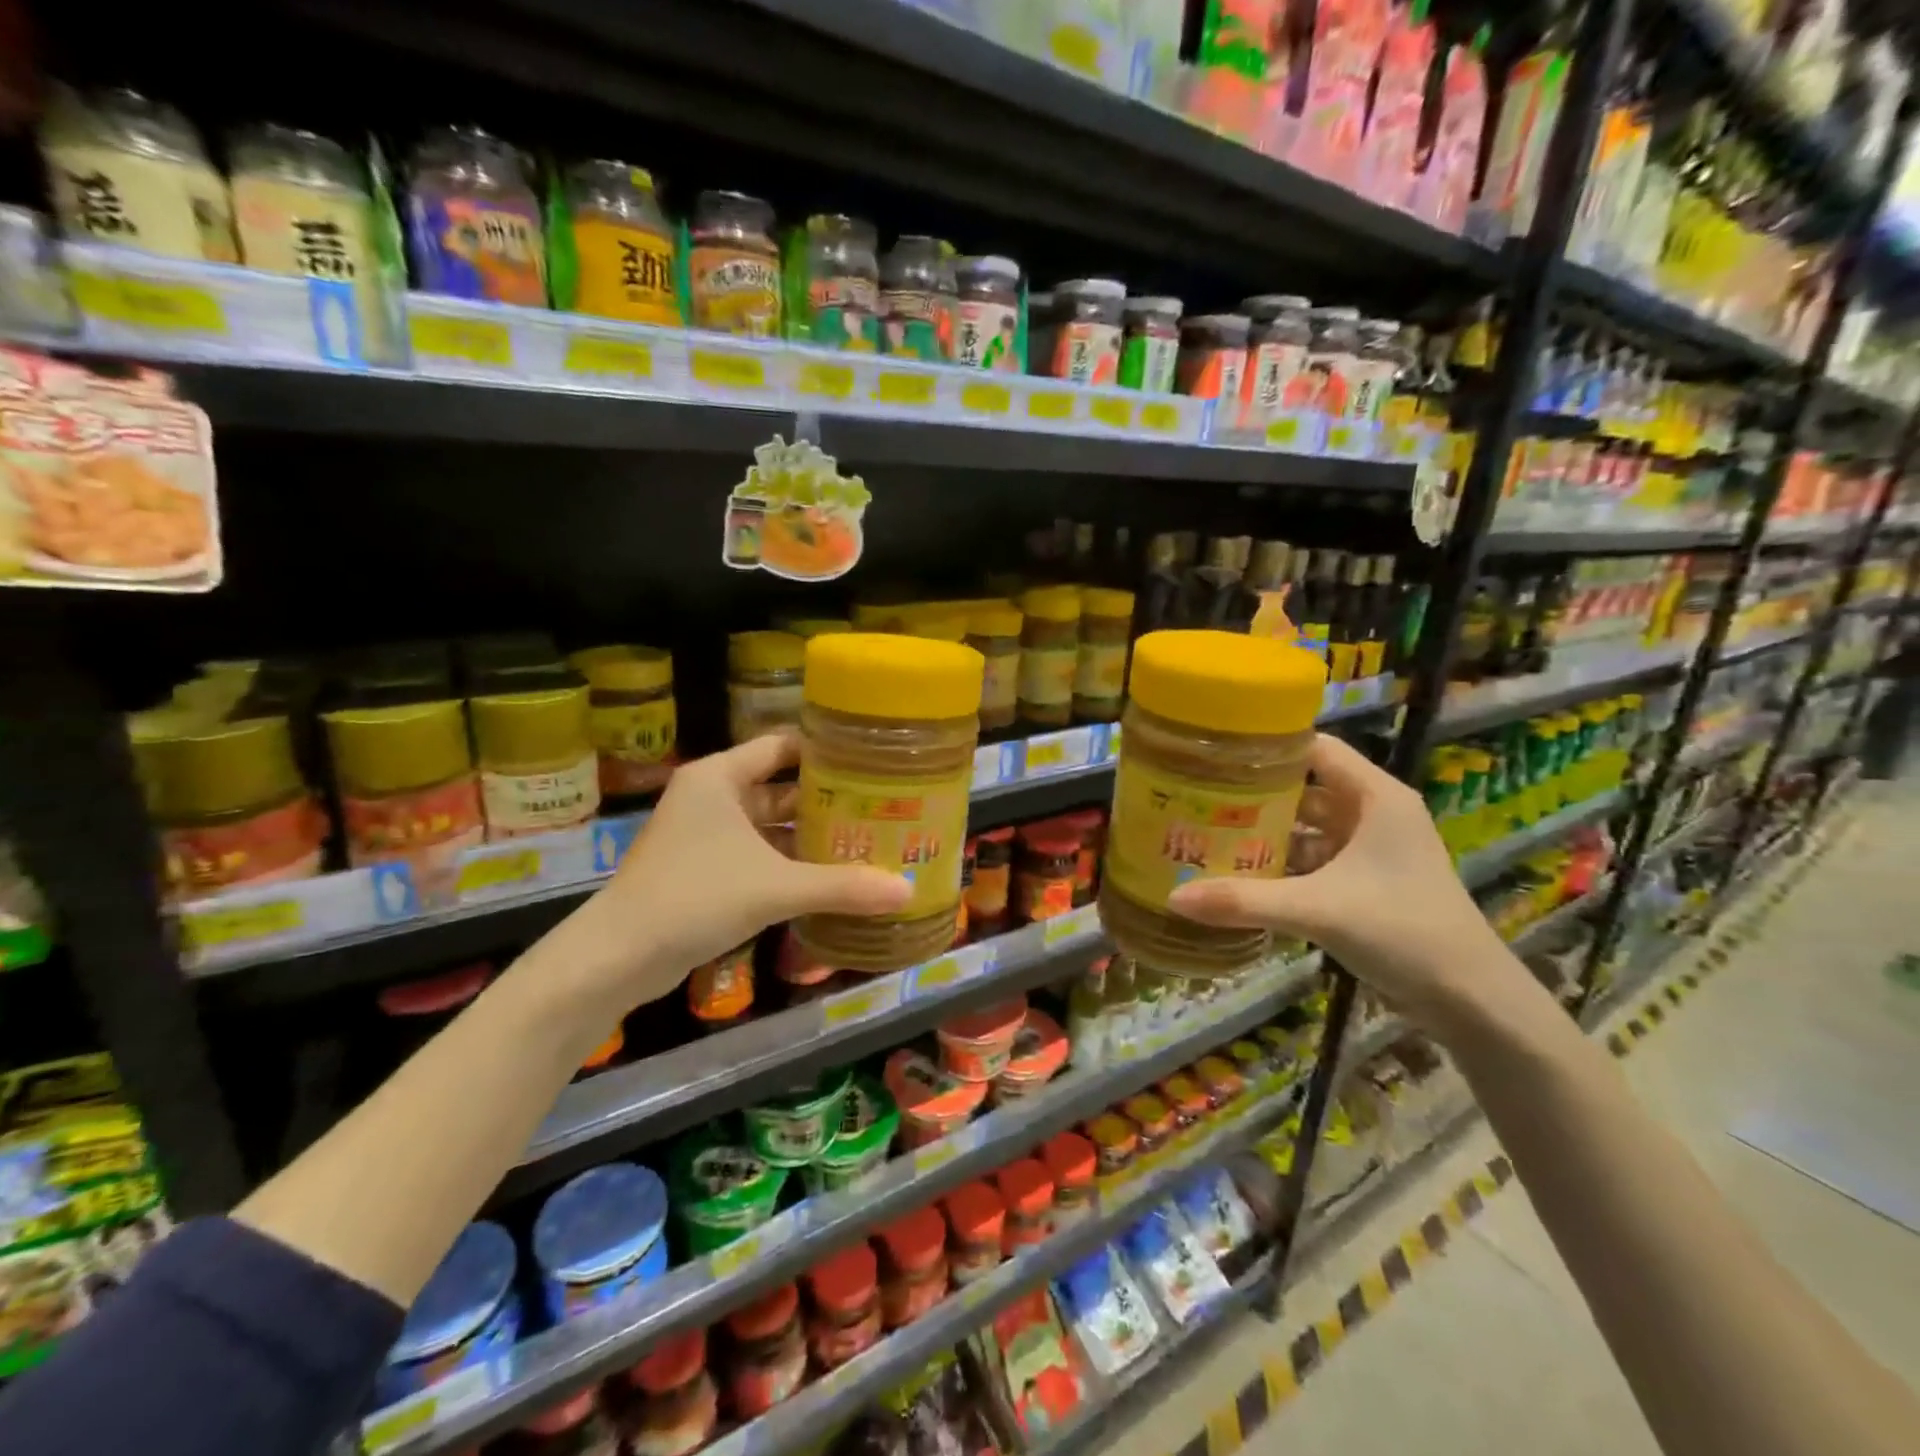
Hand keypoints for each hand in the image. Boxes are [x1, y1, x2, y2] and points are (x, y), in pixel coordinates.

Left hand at [546, 733, 910, 1015]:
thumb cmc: (695, 898)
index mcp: (719, 777)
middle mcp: (711, 796)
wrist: (617, 958)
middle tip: (880, 806)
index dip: (826, 752)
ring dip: (809, 836)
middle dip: (827, 800)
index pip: (783, 746)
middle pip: (781, 786)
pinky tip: (829, 877)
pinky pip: (757, 854)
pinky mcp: (703, 868)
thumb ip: (842, 886)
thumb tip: (907, 891)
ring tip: (865, 841)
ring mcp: (705, 833)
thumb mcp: (775, 887)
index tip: (872, 762)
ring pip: (770, 825)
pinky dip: (789, 862)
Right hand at [1166, 734, 1520, 1031]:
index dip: (1267, 747)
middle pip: (1304, 788)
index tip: (1214, 753)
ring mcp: (1370, 850)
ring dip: (1265, 832)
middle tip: (1196, 796)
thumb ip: (1244, 901)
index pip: (1314, 748)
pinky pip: (1313, 859)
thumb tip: (1173, 897)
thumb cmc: (1403, 931)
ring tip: (1208, 833)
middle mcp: (1373, 814)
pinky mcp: (1366, 882)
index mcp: (1374, 797)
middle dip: (1254, 794)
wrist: (1471, 1000)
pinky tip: (1241, 875)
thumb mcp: (1318, 910)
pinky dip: (1281, 864)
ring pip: (1306, 827)